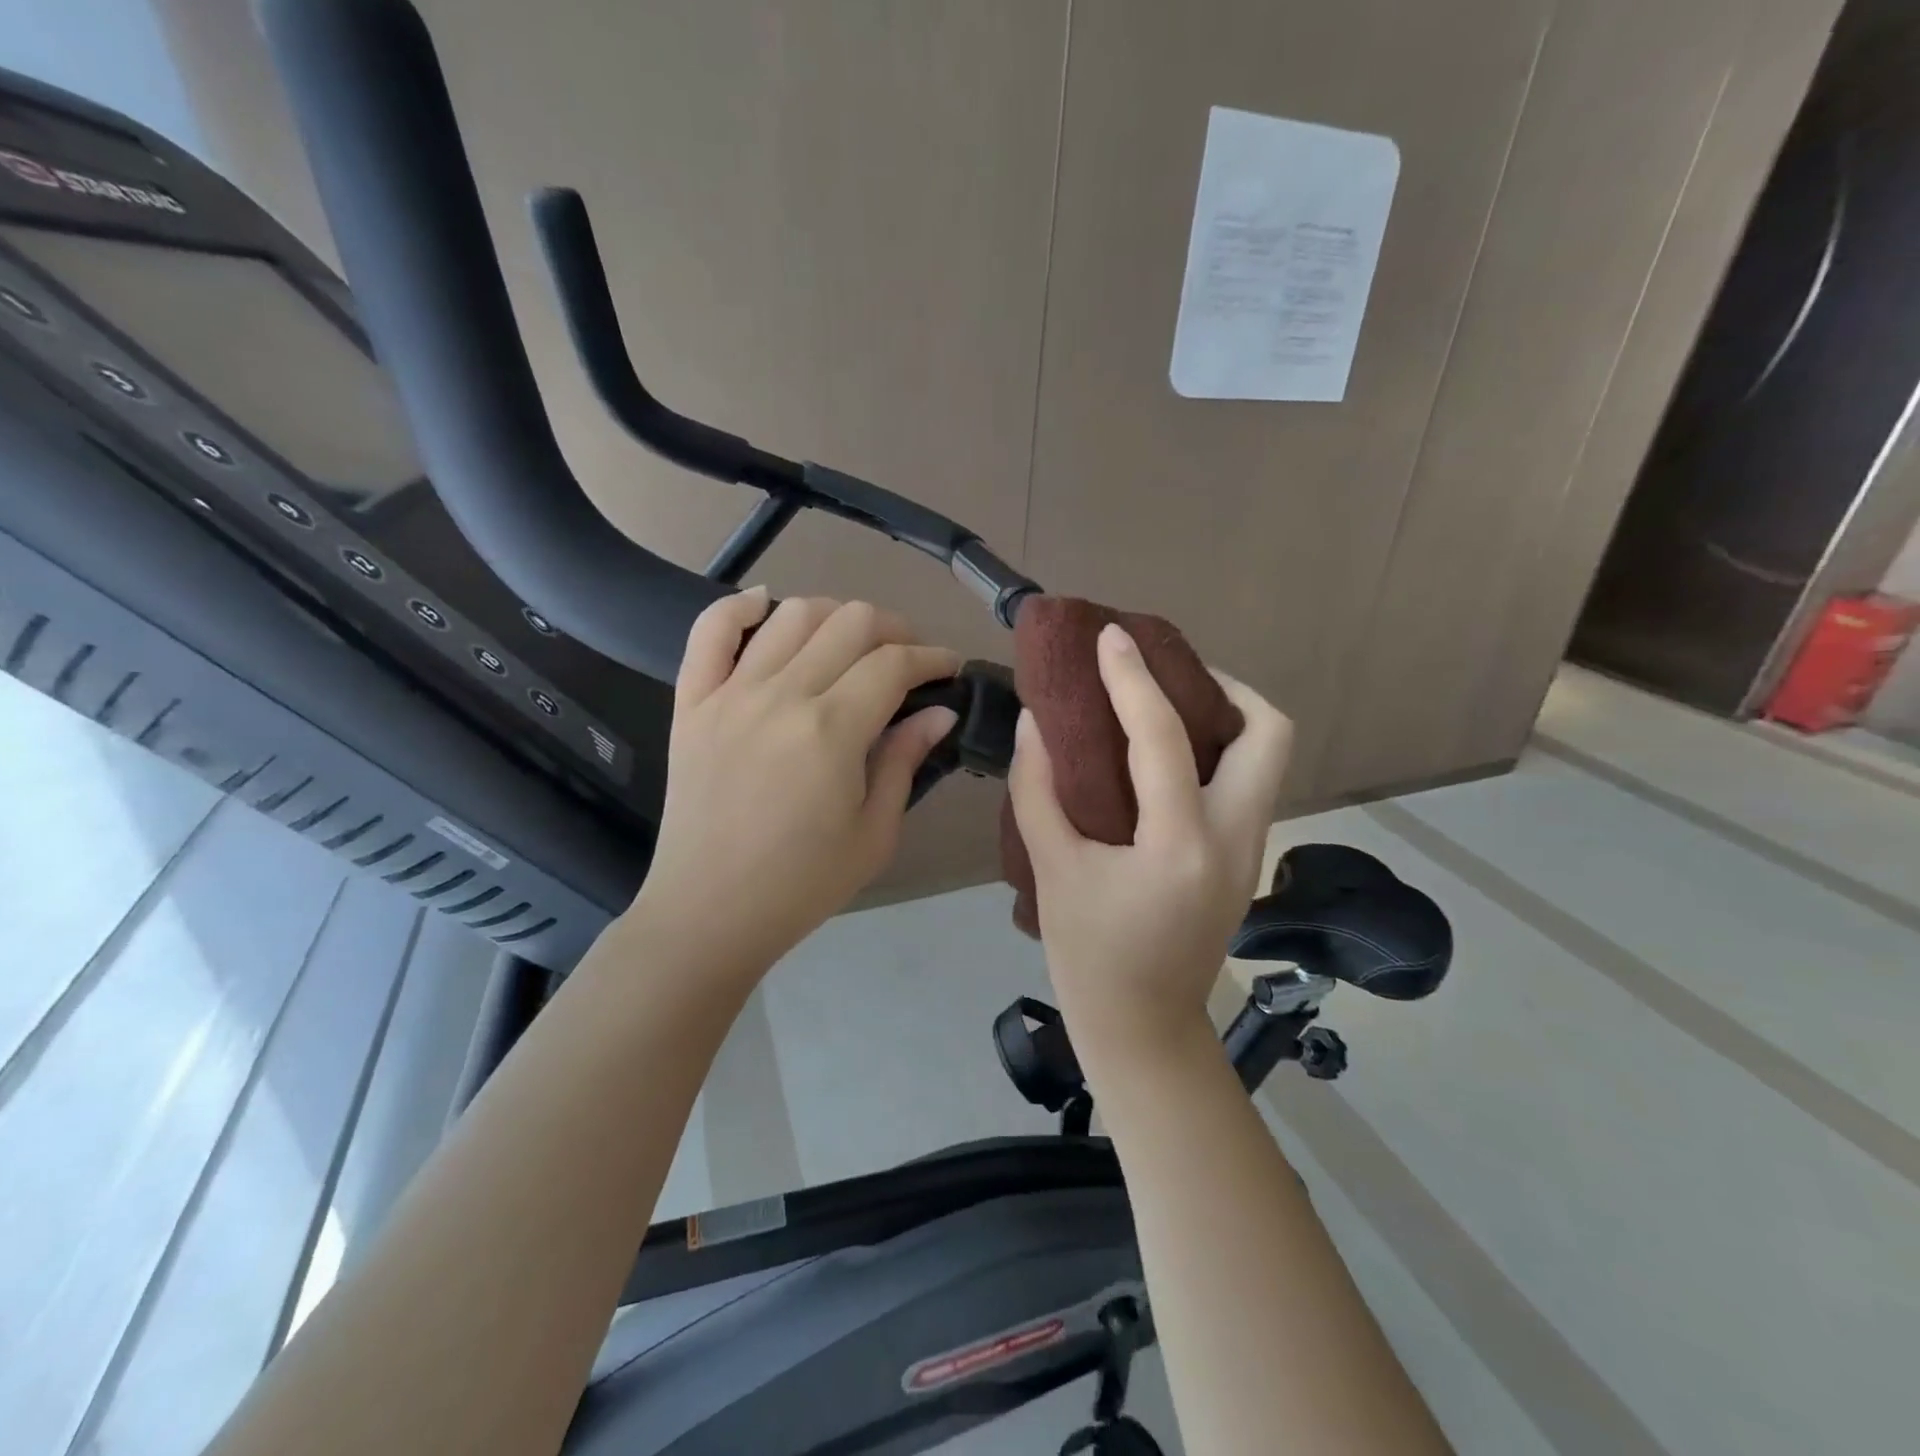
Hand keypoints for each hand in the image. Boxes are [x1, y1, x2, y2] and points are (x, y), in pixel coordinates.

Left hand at [630, 588, 959, 984]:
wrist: (710, 912)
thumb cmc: (803, 883)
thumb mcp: (874, 833)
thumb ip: (904, 761)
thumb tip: (939, 712)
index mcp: (832, 731)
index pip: (893, 664)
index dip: (931, 658)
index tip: (948, 668)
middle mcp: (781, 696)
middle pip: (850, 623)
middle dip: (894, 629)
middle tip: (907, 658)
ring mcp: (730, 694)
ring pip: (791, 614)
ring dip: (833, 614)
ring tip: (849, 642)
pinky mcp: (691, 702)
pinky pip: (709, 631)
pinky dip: (739, 606)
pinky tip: (765, 606)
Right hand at [1008, 624, 1292, 1064]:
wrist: (1144, 1027)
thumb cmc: (1089, 954)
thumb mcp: (1052, 868)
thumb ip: (1037, 788)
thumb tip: (1035, 721)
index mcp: (1179, 845)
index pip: (1163, 737)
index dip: (1133, 678)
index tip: (1111, 637)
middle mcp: (1235, 838)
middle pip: (1268, 733)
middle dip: (1223, 687)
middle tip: (1164, 677)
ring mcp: (1252, 849)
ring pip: (1267, 756)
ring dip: (1224, 716)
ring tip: (1163, 705)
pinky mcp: (1248, 858)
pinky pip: (1247, 782)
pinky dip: (1216, 750)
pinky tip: (1166, 755)